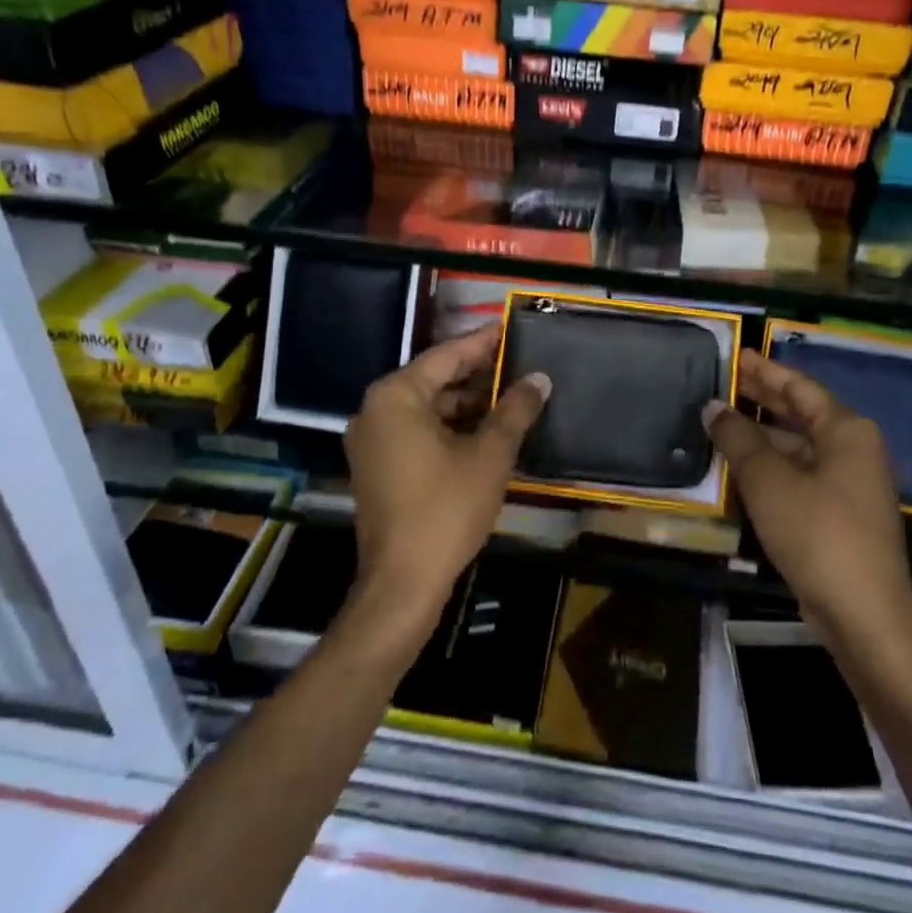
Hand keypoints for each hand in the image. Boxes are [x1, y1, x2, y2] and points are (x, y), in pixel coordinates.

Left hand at [343, 324, 549, 639]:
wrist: (402, 584)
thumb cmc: (446, 510)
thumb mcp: (490, 455)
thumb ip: (515, 410)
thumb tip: (540, 379)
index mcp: (397, 396)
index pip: (448, 355)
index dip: (485, 342)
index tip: (513, 328)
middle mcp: (376, 409)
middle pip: (435, 379)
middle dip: (479, 375)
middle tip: (520, 365)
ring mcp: (372, 439)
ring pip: (428, 407)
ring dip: (467, 404)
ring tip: (512, 398)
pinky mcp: (377, 466)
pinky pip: (417, 430)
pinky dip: (449, 427)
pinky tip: (486, 431)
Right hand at [704, 349, 911, 642]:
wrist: (863, 615)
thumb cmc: (817, 532)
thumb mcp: (768, 480)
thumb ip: (737, 438)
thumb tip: (712, 407)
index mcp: (846, 430)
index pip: (799, 386)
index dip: (764, 370)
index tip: (735, 355)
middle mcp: (853, 450)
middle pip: (801, 413)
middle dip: (762, 398)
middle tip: (722, 382)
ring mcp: (848, 485)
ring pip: (798, 447)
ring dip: (761, 436)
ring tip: (720, 422)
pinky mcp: (839, 515)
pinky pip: (799, 475)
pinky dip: (770, 466)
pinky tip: (739, 467)